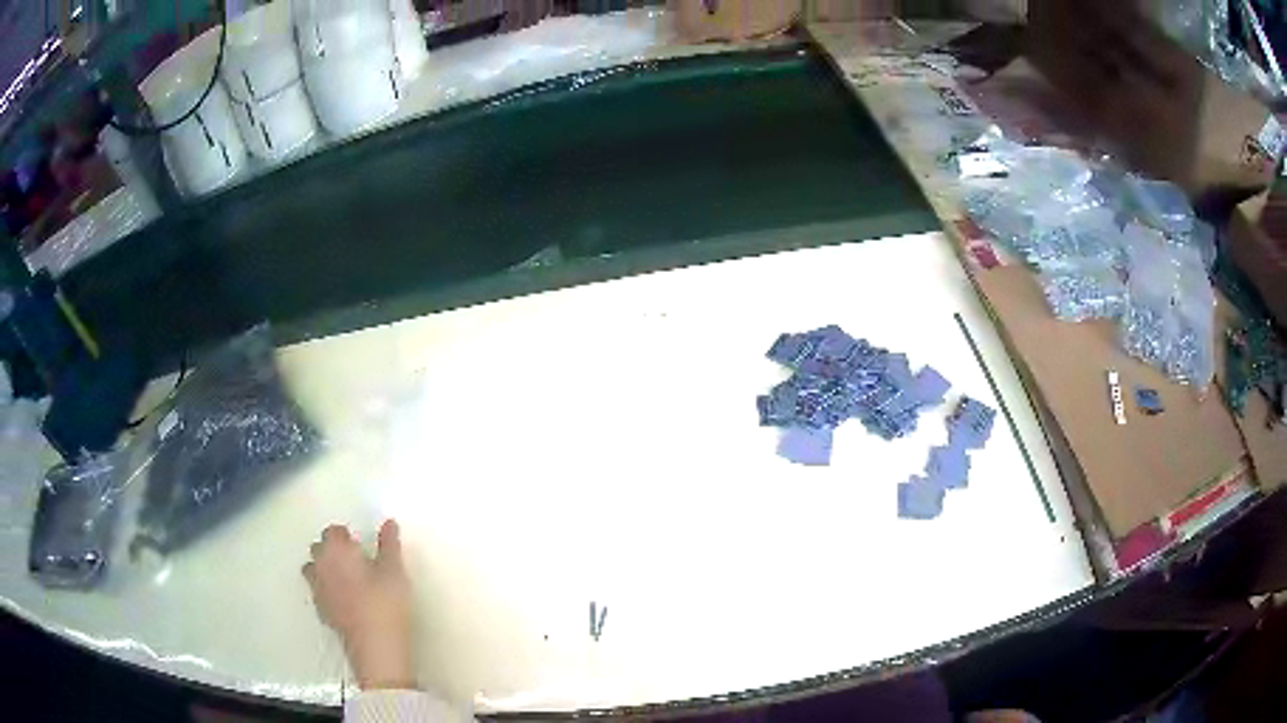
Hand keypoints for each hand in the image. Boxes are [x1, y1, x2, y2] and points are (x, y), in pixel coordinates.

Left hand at [303, 520, 417, 689]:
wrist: (375, 648)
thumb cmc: (385, 604)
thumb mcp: (394, 572)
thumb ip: (390, 545)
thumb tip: (389, 523)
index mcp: (336, 550)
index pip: (332, 531)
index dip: (346, 535)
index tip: (361, 545)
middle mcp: (320, 566)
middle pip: (319, 548)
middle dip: (332, 550)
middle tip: (356, 561)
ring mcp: (318, 590)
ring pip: (313, 570)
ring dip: (325, 569)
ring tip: (348, 579)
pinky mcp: (321, 612)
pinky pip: (318, 591)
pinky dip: (327, 590)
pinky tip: (345, 600)